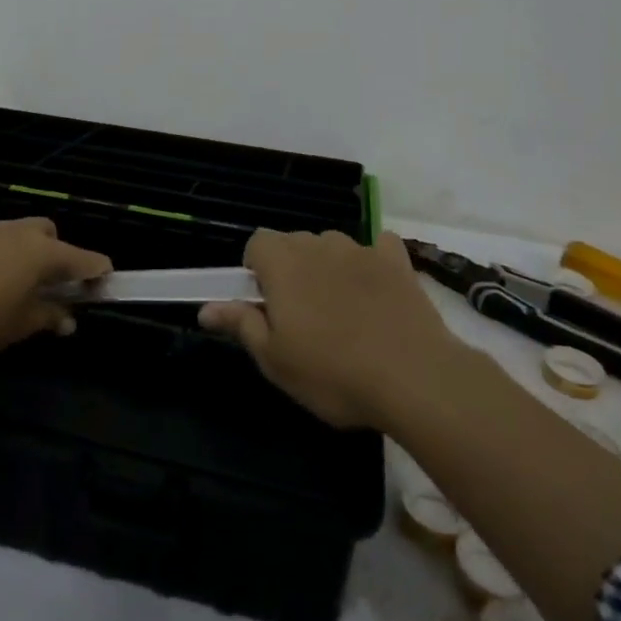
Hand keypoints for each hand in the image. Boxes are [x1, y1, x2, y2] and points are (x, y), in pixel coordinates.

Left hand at [0, 218, 111, 356]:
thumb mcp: (18, 326)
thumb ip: (46, 318)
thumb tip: (67, 320)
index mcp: (42, 253)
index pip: (84, 258)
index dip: (97, 271)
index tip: (103, 281)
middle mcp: (18, 233)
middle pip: (48, 232)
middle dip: (54, 252)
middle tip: (46, 283)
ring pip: (13, 233)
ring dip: (18, 253)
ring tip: (5, 285)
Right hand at [198, 229, 448, 429]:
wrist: (415, 378)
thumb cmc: (333, 372)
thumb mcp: (275, 359)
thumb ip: (240, 325)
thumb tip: (205, 308)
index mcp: (283, 262)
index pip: (256, 243)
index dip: (255, 271)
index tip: (265, 306)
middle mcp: (319, 244)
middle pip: (294, 245)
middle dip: (291, 272)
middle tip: (301, 320)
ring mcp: (361, 249)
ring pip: (332, 249)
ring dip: (328, 270)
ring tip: (343, 315)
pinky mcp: (397, 260)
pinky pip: (377, 249)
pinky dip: (371, 265)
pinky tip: (378, 296)